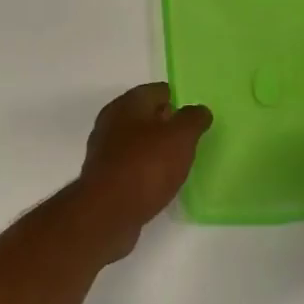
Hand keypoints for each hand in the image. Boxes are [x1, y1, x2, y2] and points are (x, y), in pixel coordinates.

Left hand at [74, 84, 212, 261]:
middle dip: (167, 124)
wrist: (107, 212)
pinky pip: (131, 165)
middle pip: (146, 115)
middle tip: (190, 139)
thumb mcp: (181, 137)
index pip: (158, 91)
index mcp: (128, 104)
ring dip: (156, 148)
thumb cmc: (146, 166)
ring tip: (178, 162)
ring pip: (137, 141)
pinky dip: (146, 169)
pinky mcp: (104, 176)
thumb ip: (193, 119)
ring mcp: (105, 150)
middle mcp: (112, 121)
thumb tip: (198, 111)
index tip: (195, 118)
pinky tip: (159, 182)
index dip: (179, 100)